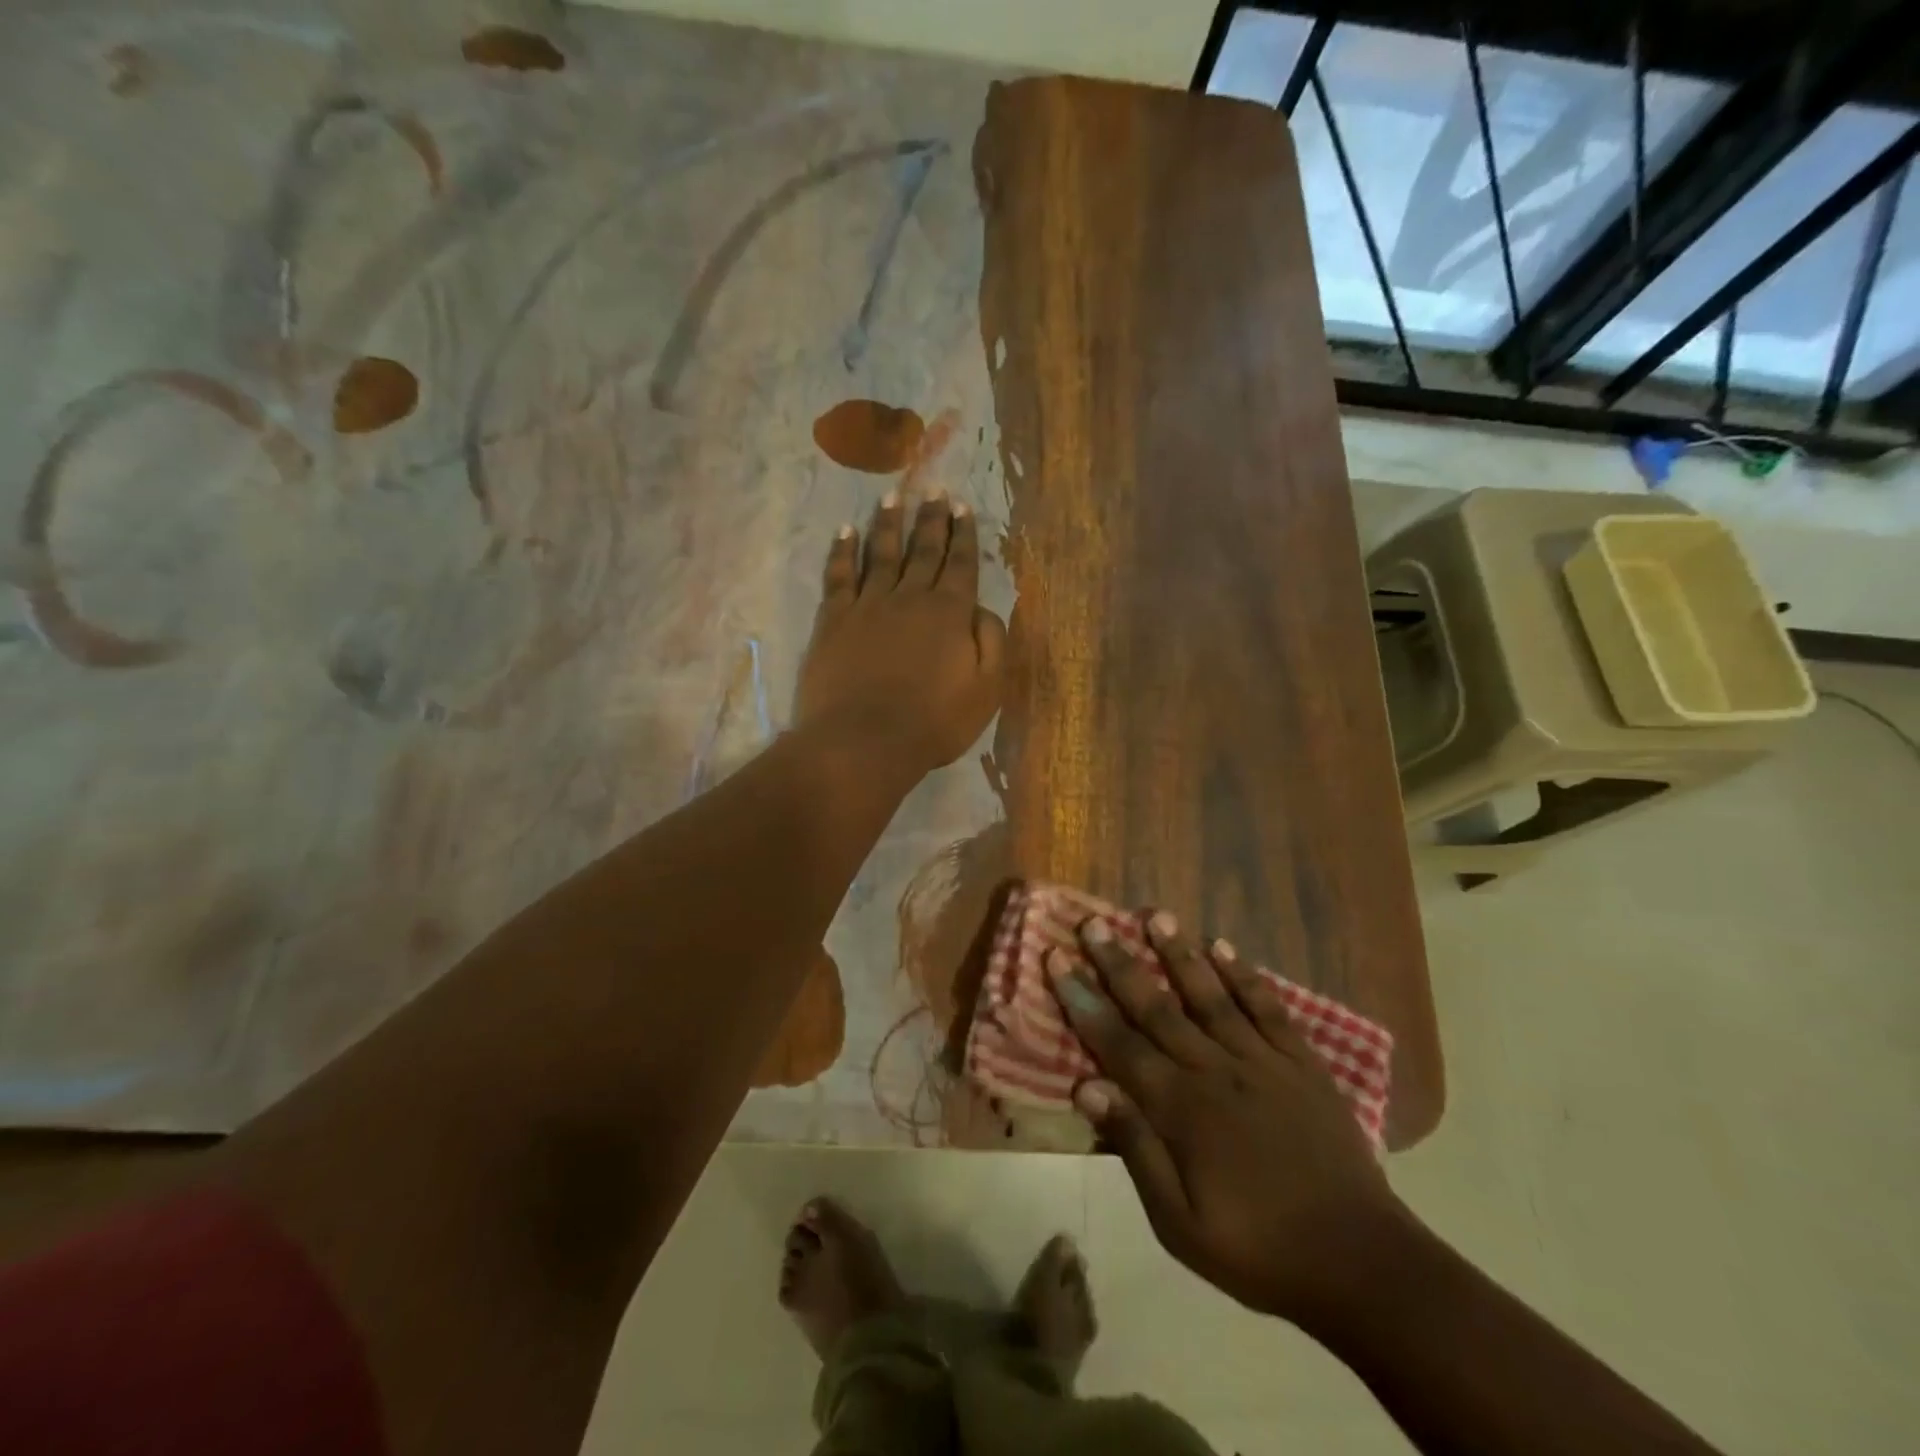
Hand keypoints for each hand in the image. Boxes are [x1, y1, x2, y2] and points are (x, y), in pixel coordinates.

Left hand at [795, 490, 1005, 774]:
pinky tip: (845, 531)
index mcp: (949, 613)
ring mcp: (868, 605)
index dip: (963, 535)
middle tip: (934, 489)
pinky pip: (838, 576)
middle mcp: (910, 597)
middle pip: (923, 550)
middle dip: (931, 518)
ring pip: (881, 554)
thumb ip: (992, 642)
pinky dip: (842, 551)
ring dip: (888, 524)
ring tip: (892, 497)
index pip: (960, 565)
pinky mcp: (834, 620)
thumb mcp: (986, 690)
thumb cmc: (933, 722)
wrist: (864, 741)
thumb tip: (982, 608)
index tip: (962, 507)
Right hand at [1049, 913, 1409, 1326]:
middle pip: (1157, 1007)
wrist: (1361, 1263)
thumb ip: (1135, 1149)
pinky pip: (1268, 1008)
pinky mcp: (1303, 1063)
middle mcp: (1216, 1070)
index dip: (1083, 1000)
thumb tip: (1086, 1087)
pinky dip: (1245, 976)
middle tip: (1093, 924)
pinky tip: (1224, 947)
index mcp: (1182, 1109)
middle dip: (1119, 964)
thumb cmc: (1258, 1249)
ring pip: (1211, 995)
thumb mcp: (1180, 1224)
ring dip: (1179, 954)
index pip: (1119, 1043)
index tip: (1057, 958)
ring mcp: (1263, 1061)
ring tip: (1155, 915)